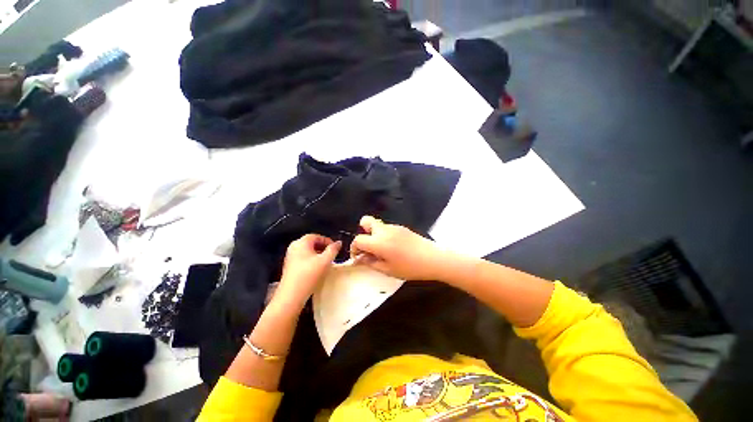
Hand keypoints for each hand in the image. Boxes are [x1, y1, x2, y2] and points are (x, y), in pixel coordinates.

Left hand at [274, 234, 341, 309]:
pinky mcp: (289, 266)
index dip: (327, 240)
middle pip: (311, 242)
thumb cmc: (309, 275)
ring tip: (326, 261)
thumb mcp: (325, 261)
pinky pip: (303, 258)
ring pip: (307, 251)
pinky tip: (317, 268)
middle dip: (323, 247)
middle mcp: (294, 247)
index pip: (316, 236)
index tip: (335, 248)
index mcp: (301, 242)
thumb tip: (338, 243)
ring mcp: (290, 256)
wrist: (291, 295)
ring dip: (318, 254)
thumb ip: (333, 250)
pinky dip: (311, 260)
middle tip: (332, 254)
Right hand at [350, 216, 448, 280]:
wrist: (433, 259)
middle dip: (362, 233)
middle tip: (368, 247)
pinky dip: (384, 235)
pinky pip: (387, 228)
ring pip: (377, 225)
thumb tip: (360, 259)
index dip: (354, 248)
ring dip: (374, 235)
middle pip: (365, 221)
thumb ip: (371, 263)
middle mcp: (384, 230)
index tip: (358, 257)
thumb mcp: (388, 270)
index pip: (358, 239)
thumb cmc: (410, 267)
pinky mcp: (402, 227)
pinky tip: (394, 247)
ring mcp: (394, 227)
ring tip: (383, 250)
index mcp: (378, 241)